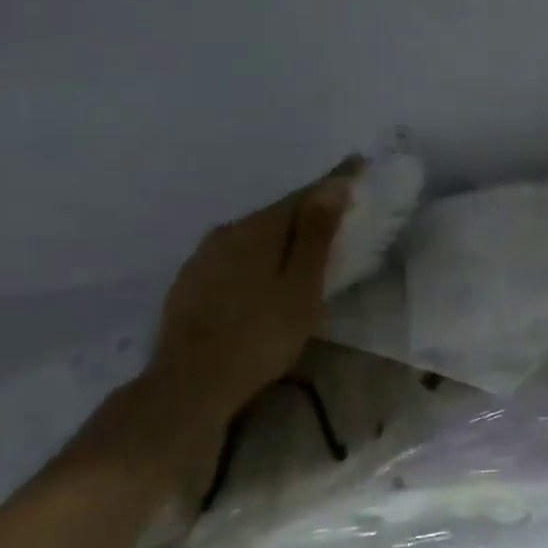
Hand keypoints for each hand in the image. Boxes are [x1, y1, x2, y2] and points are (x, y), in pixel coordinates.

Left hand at [73, 160, 356, 504]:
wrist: (189, 384)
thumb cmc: (260, 335)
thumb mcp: (301, 286)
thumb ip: (316, 234)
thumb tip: (333, 185)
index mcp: (258, 228)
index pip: (304, 195)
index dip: (334, 181)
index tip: (359, 163)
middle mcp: (226, 232)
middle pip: (277, 213)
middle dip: (308, 209)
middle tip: (338, 210)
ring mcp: (203, 258)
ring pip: (253, 235)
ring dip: (282, 234)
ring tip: (305, 244)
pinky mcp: (190, 283)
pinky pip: (235, 256)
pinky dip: (259, 255)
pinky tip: (265, 274)